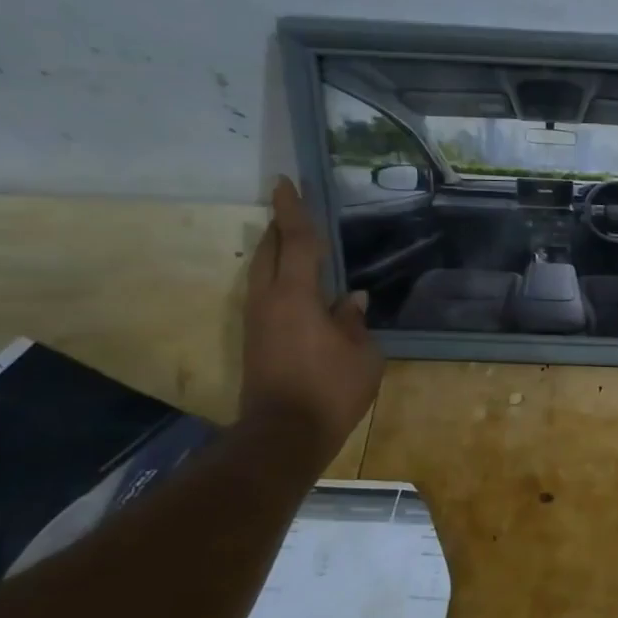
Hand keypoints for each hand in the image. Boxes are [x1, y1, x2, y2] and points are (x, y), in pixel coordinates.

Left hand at [240, 178, 384, 456]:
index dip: (294, 211)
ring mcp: (256, 321)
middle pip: (269, 251)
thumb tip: (351, 300)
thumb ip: (354, 321)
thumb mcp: (362, 354)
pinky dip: (279, 278)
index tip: (286, 182)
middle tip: (294, 210)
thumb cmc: (330, 389)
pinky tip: (299, 287)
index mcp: (295, 296)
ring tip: (296, 244)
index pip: (295, 242)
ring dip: (277, 253)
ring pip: (262, 273)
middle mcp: (268, 300)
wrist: (284, 435)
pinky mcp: (255, 340)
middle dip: (280, 227)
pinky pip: (265, 294)